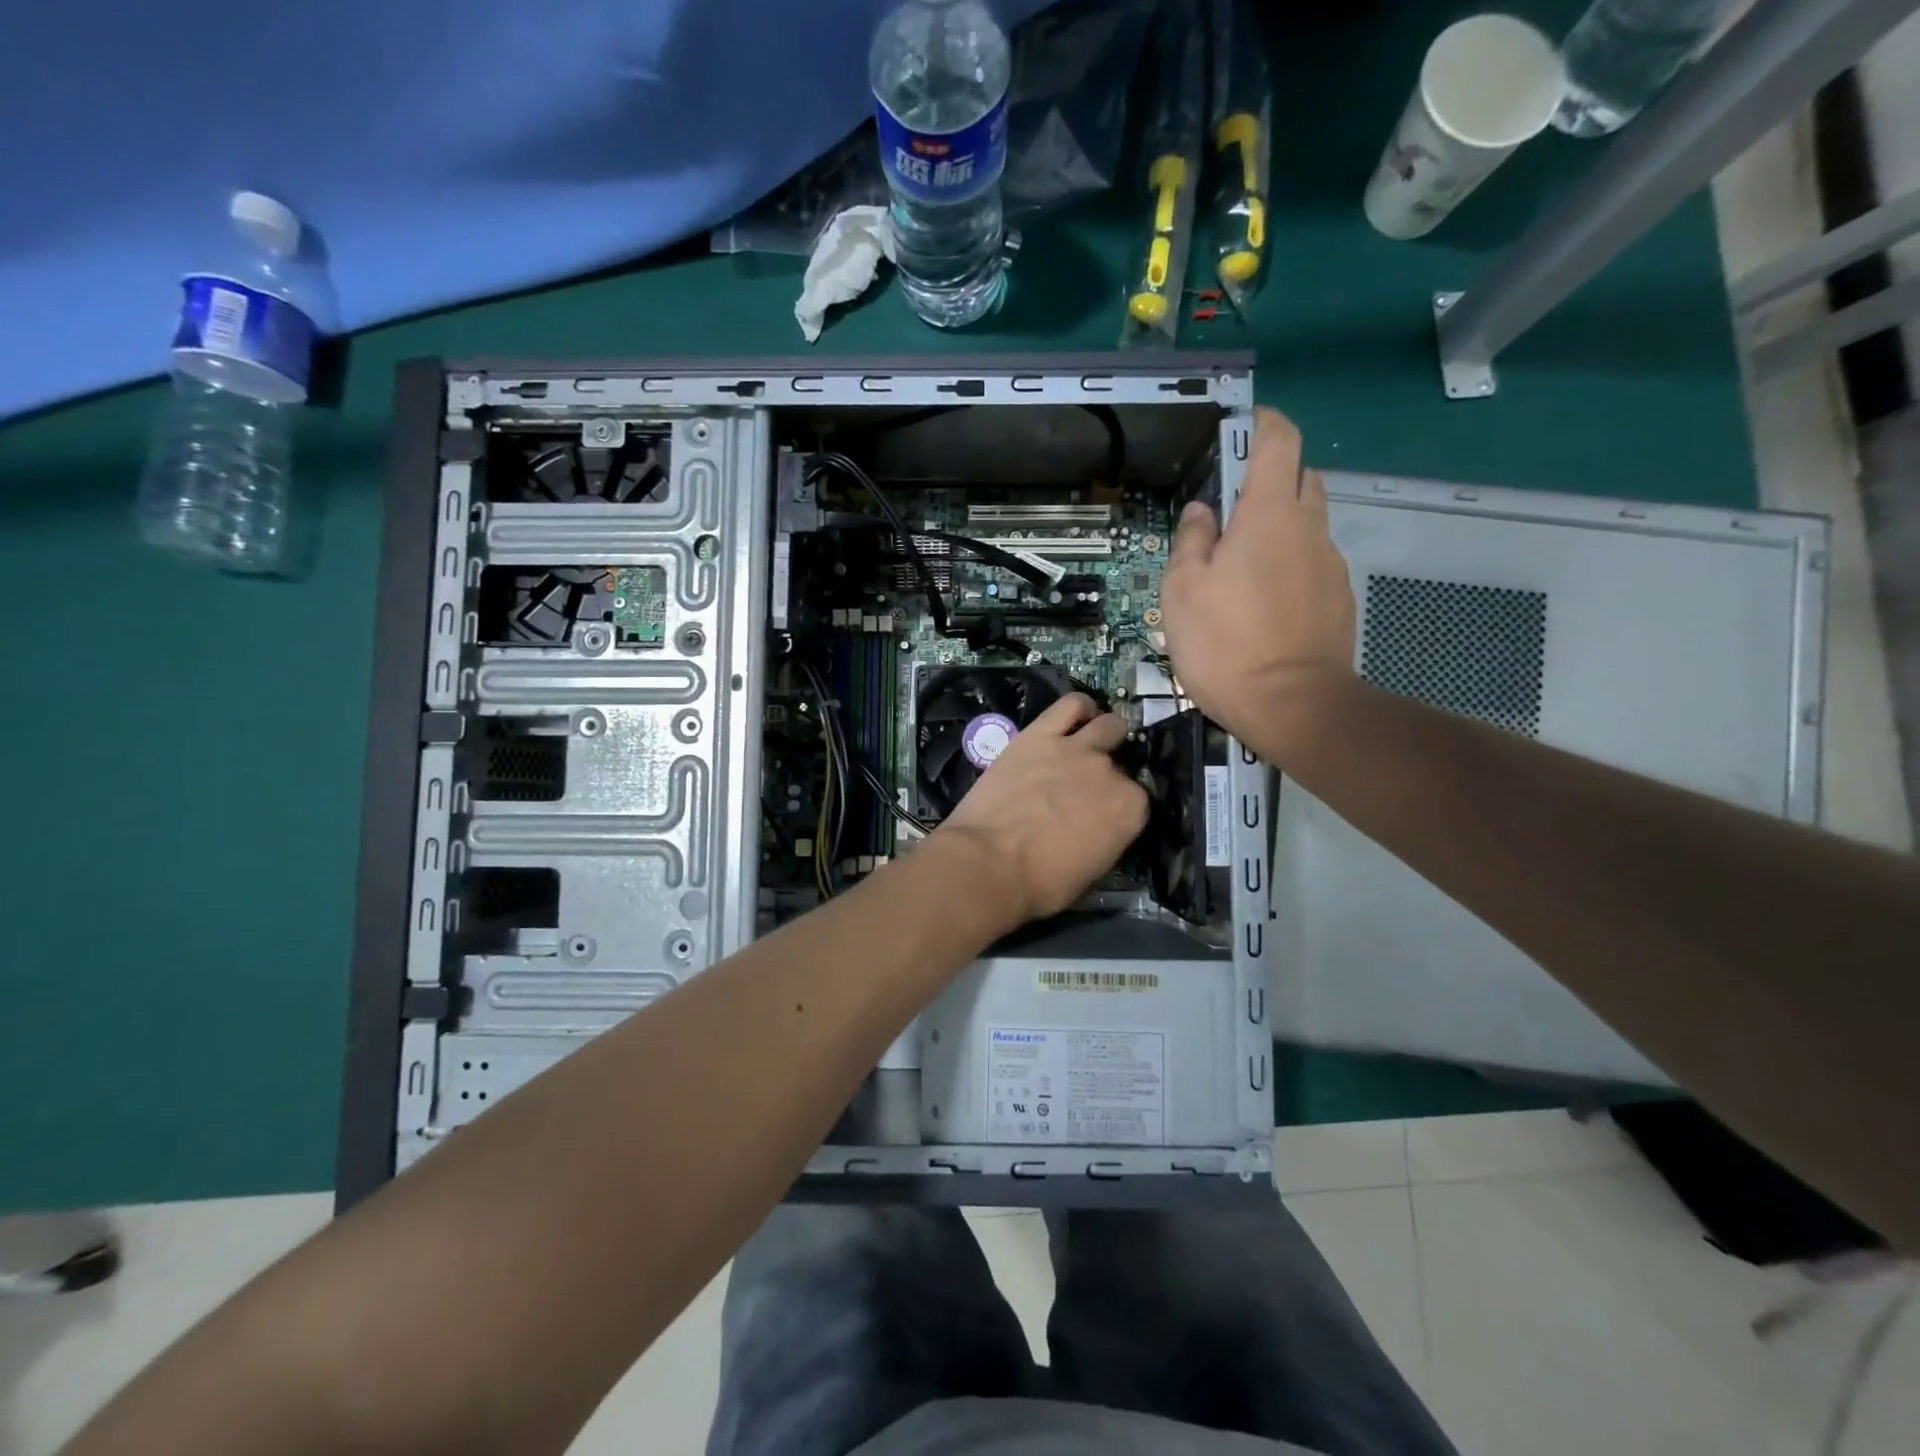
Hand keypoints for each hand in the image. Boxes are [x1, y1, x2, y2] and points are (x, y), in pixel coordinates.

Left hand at [934, 693, 1148, 927]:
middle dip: (1109, 772)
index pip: (1138, 799)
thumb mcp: (1091, 874)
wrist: (988, 863)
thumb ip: (1108, 839)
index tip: (1104, 815)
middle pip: (1120, 761)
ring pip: (1107, 724)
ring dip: (1104, 733)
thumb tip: (1103, 829)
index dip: (1120, 806)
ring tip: (1089, 743)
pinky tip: (1077, 716)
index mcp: (1131, 810)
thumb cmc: (1040, 883)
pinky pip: (1070, 705)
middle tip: (1086, 786)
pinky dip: (1079, 708)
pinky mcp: (1040, 734)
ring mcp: (1076, 748)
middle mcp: (1111, 772)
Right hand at [1161, 407, 1356, 753]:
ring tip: (1242, 569)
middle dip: (1271, 479)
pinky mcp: (1339, 599)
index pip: (1279, 441)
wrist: (1292, 706)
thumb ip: (1191, 541)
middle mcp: (1309, 528)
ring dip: (1280, 528)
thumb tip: (1202, 513)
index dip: (1263, 423)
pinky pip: (1313, 563)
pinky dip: (1291, 566)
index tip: (1242, 427)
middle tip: (1232, 512)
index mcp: (1269, 515)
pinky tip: (1265, 605)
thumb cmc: (1225, 642)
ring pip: (1308, 524)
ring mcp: (1331, 565)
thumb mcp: (1182, 590)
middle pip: (1301, 478)